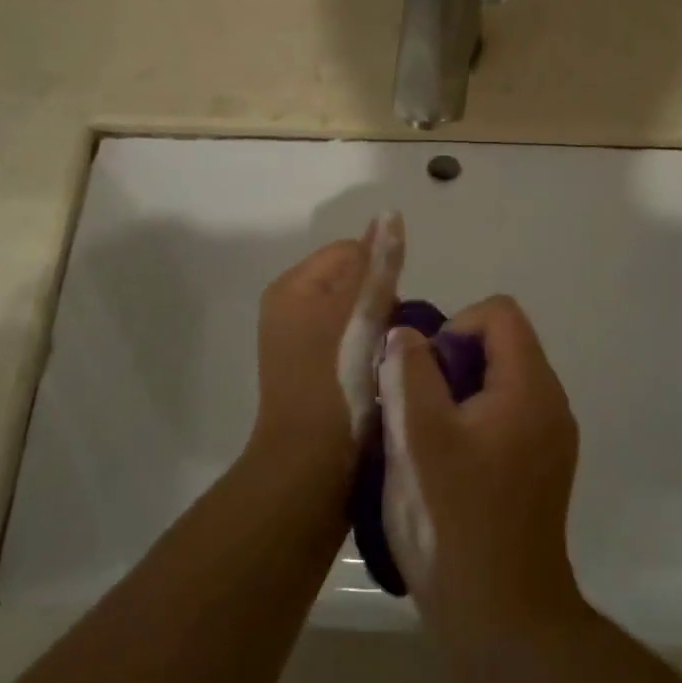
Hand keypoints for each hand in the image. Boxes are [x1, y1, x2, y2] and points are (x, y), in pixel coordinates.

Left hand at [250, 213, 403, 477]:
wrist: (311, 468)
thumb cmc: (336, 383)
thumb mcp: (361, 314)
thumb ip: (379, 265)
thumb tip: (389, 214)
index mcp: (293, 287)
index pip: (352, 252)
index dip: (381, 277)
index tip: (392, 315)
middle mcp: (289, 309)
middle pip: (354, 283)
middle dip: (381, 305)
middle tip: (392, 343)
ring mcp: (297, 344)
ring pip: (356, 317)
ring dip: (378, 332)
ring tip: (388, 363)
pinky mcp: (310, 374)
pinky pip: (348, 345)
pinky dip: (366, 355)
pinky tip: (378, 378)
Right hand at [381, 295, 582, 666]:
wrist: (502, 620)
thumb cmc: (454, 520)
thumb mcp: (418, 436)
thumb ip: (409, 371)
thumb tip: (407, 335)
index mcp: (530, 387)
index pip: (499, 313)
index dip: (454, 327)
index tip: (424, 374)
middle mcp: (550, 405)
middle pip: (499, 346)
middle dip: (448, 363)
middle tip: (414, 408)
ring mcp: (548, 441)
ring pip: (496, 384)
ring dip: (453, 396)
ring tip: (421, 439)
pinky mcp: (538, 470)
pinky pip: (502, 418)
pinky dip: (469, 424)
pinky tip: (441, 467)